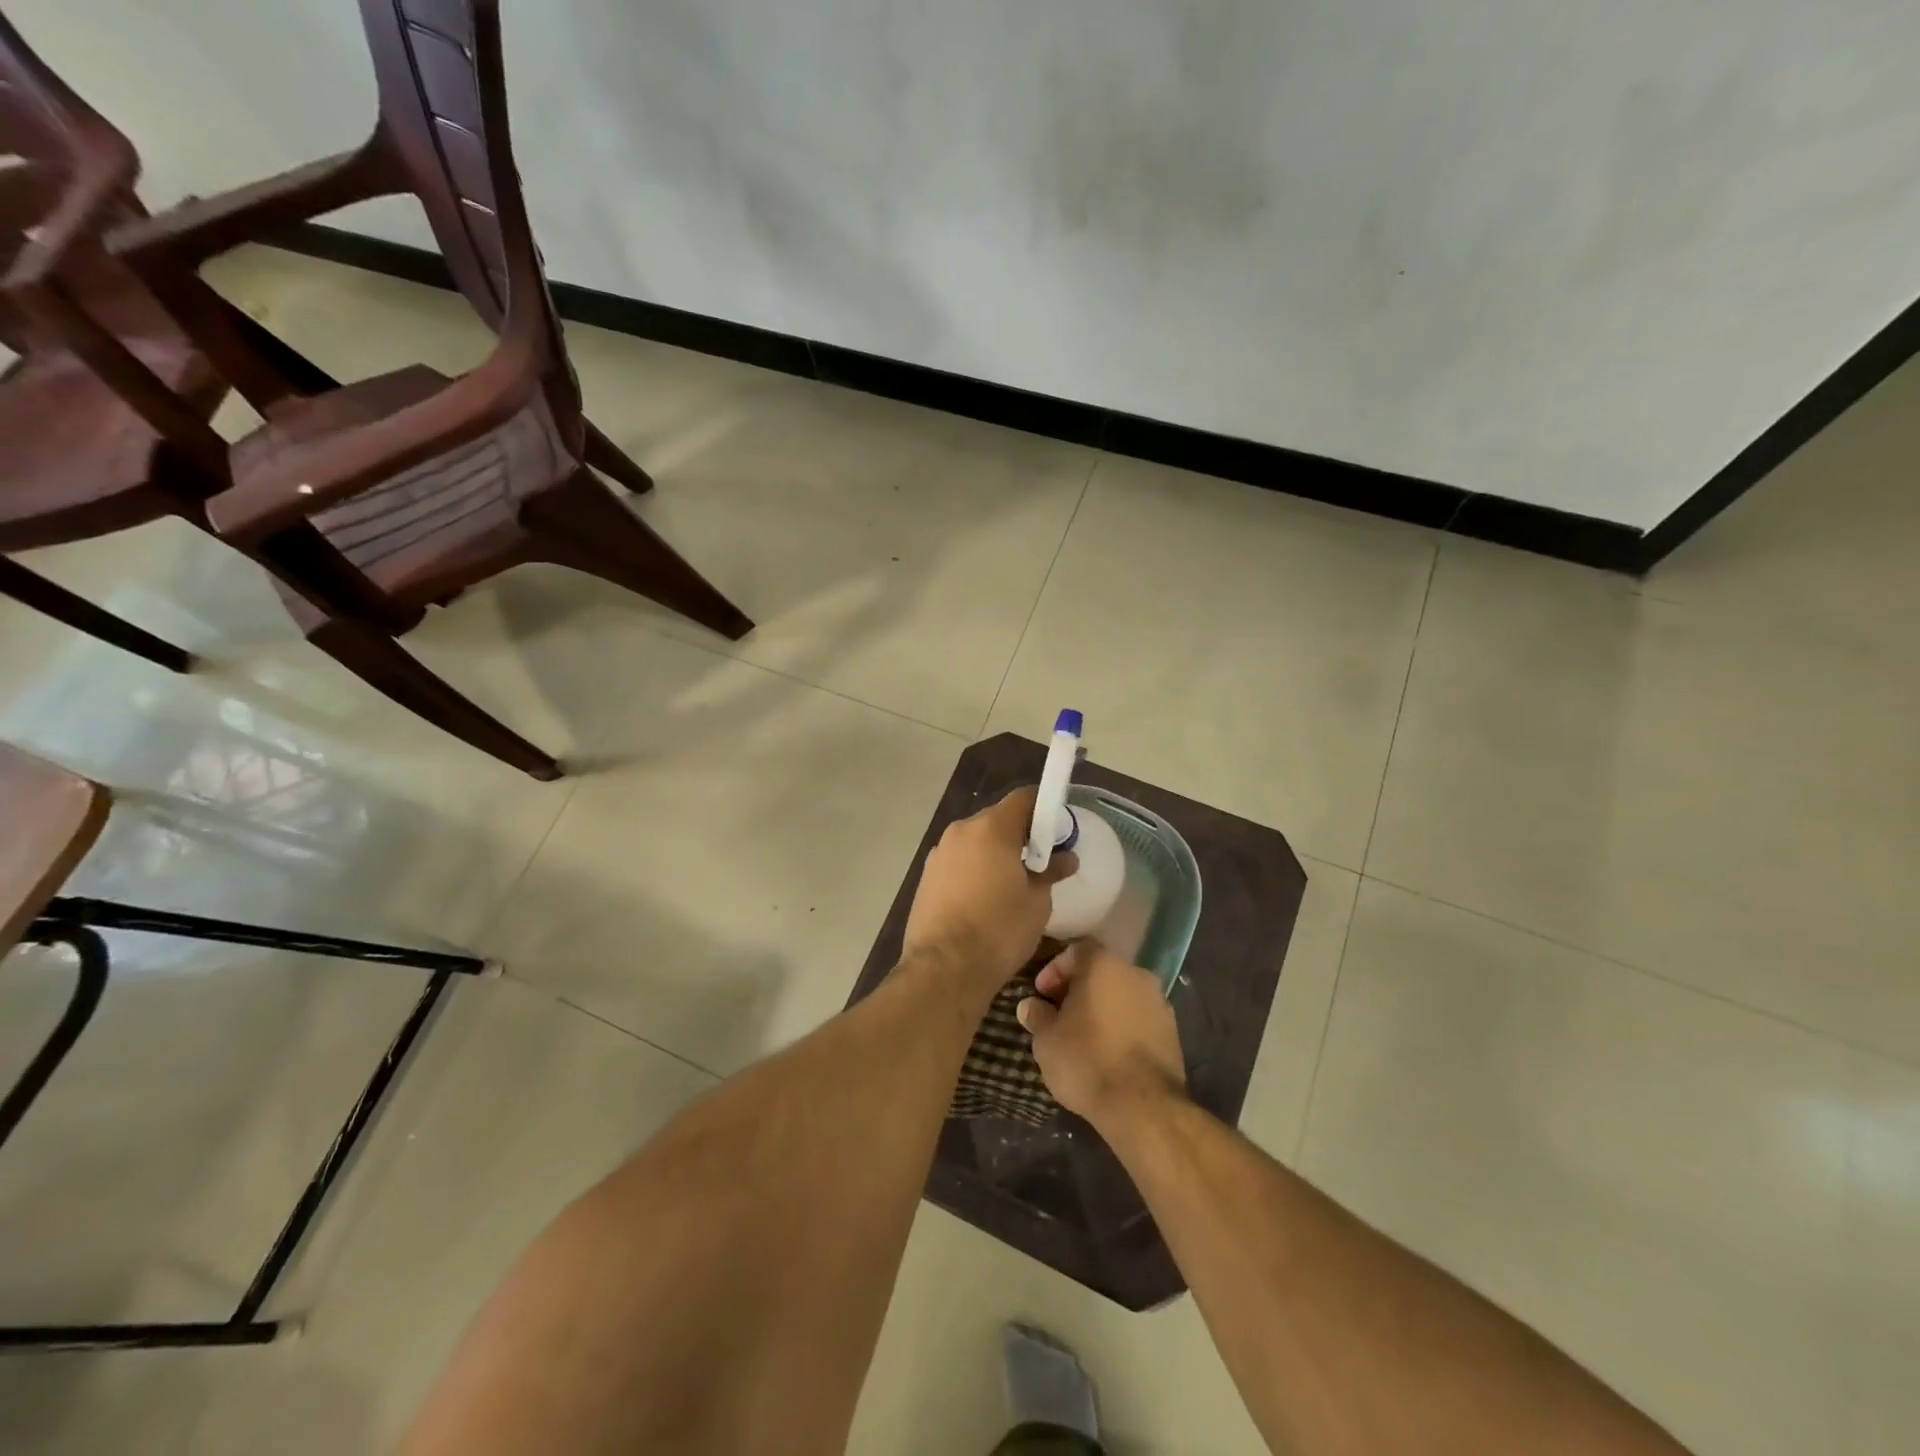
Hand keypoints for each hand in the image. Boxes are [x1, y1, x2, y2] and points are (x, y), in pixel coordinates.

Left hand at [903, 785, 1076, 987]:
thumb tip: (1065, 858)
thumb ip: (1050, 872)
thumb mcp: (1037, 903)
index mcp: (992, 828)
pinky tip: (983, 899)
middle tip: (1039, 862)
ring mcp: (939, 853)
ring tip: (1011, 884)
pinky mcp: (926, 876)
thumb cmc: (999, 930)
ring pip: (975, 841)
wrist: (943, 969)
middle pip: (997, 819)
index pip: (1023, 799)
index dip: (1045, 809)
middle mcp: (961, 831)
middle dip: (1020, 835)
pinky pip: (958, 861)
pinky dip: (974, 869)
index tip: (1058, 831)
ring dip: (994, 853)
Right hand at [1016, 942, 1185, 1126]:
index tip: (1041, 994)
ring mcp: (1159, 1001)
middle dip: (1078, 989)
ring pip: (1122, 994)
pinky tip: (1109, 1051)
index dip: (1054, 970)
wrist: (1143, 1106)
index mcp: (1104, 965)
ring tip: (1083, 1035)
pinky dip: (1122, 1025)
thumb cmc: (1087, 1061)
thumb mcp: (1047, 1040)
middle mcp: (1136, 973)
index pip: (1075, 951)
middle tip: (1059, 1014)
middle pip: (1101, 972)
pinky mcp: (1173, 1030)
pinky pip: (1139, 1017)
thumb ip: (1037, 1016)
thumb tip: (1030, 1006)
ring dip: (1102, 1008)